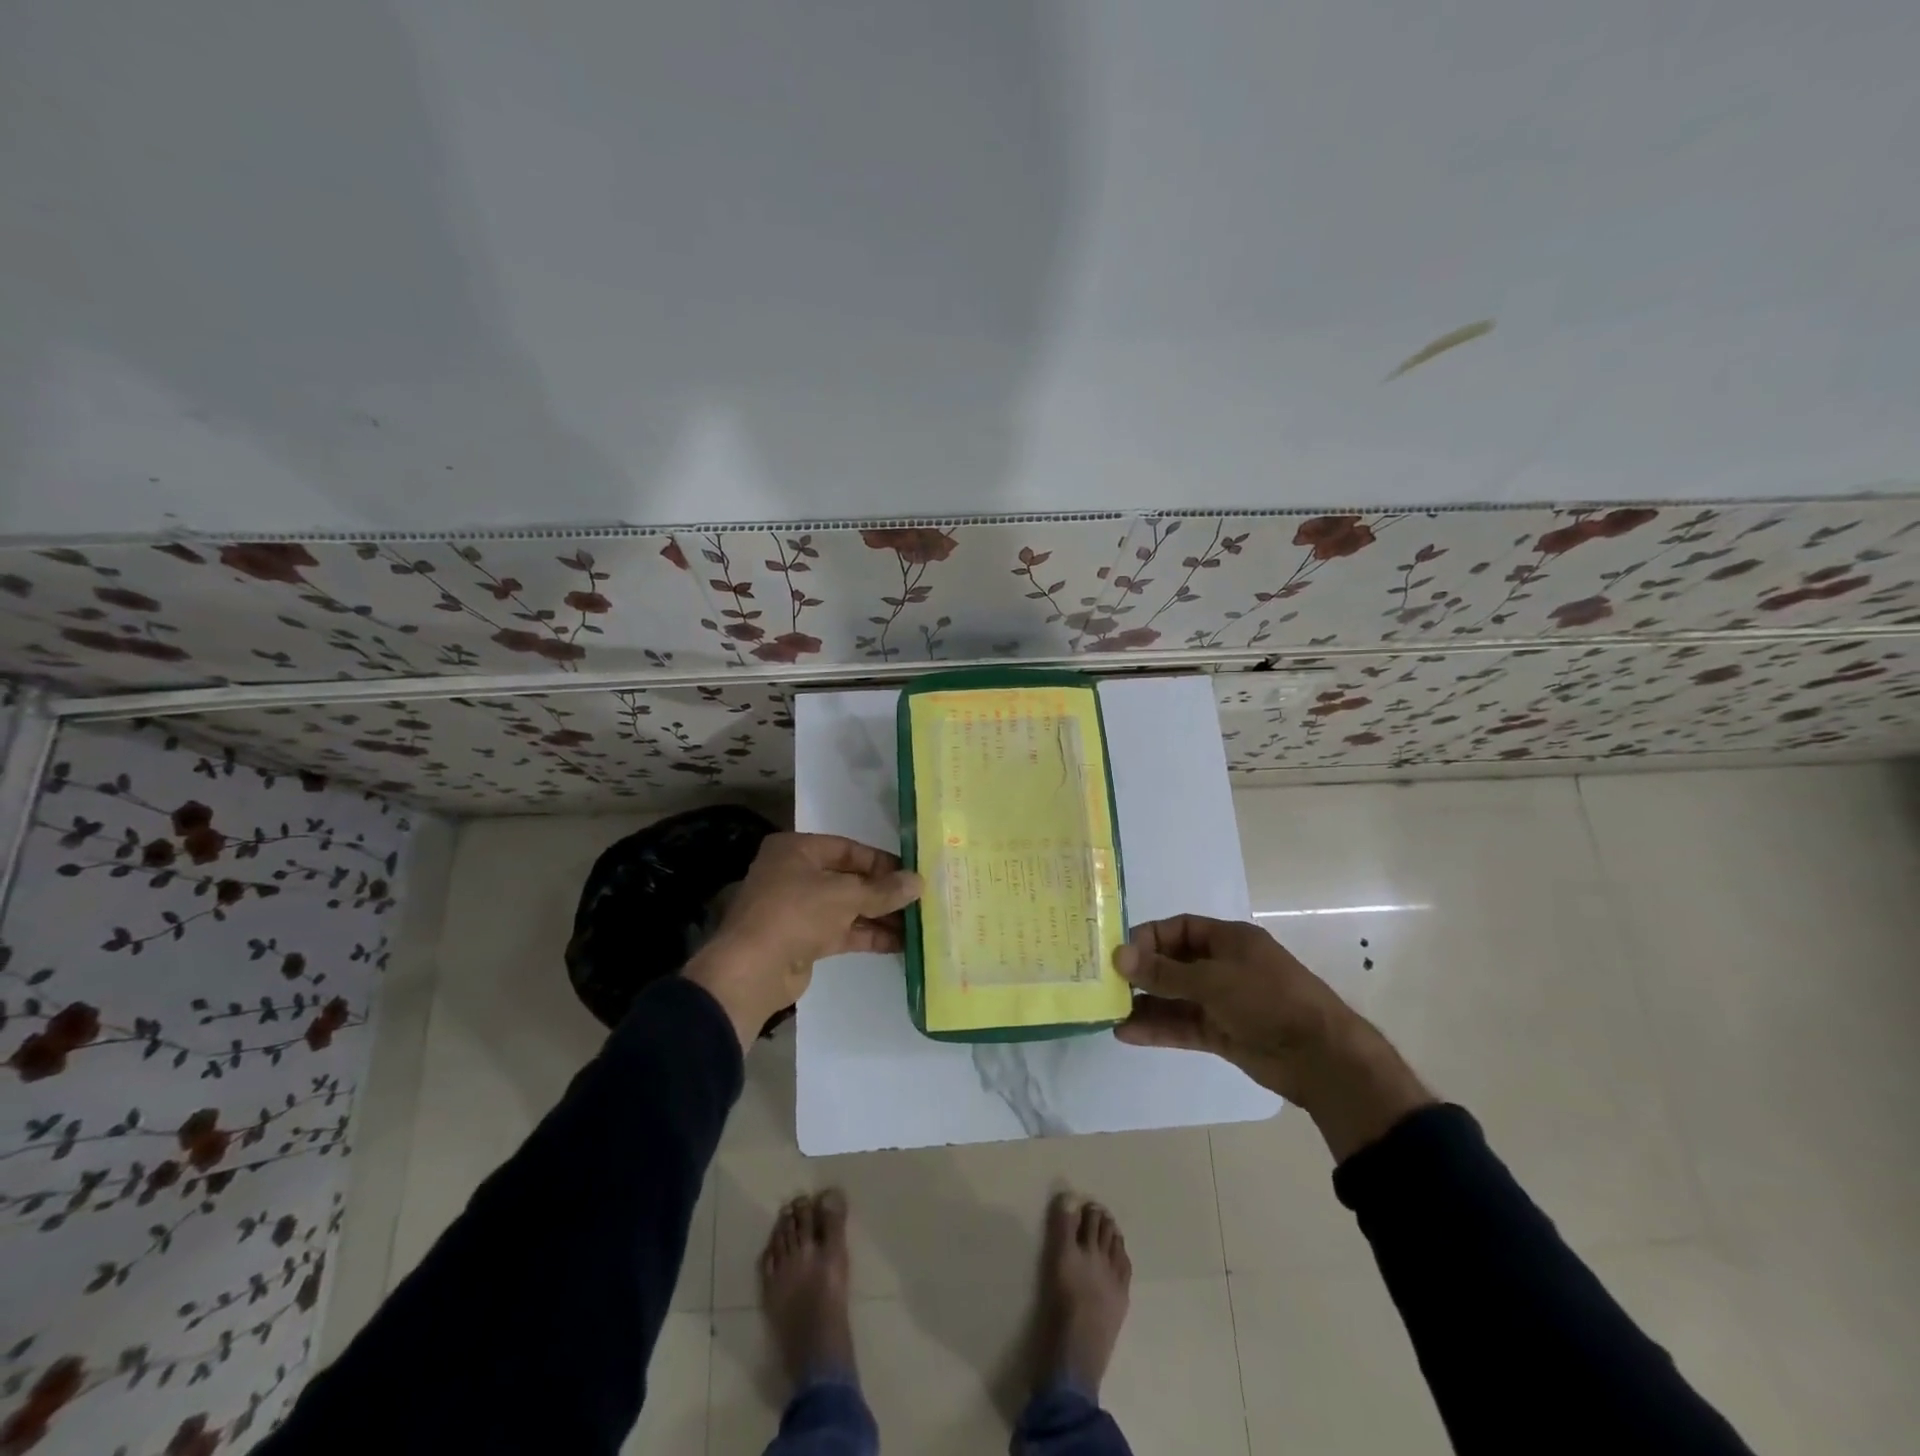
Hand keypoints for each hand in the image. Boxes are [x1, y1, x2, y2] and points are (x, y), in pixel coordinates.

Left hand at [686, 832, 920, 1049]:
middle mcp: (795, 874)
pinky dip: (868, 935)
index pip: (847, 849)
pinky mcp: (805, 940)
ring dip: (880, 916)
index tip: (911, 874)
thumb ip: (883, 890)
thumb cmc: (796, 913)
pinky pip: (843, 931)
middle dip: (883, 892)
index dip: (881, 862)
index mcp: (797, 850)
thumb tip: (919, 882)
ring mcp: (799, 909)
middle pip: (849, 879)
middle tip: (920, 901)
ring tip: (918, 924)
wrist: (752, 971)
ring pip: (848, 907)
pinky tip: (900, 943)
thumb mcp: (845, 895)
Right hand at [1114, 915, 1432, 1159]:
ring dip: (1144, 1003)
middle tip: (1105, 983)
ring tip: (1107, 1010)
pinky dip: (1158, 1028)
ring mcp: (1223, 1002)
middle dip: (1141, 972)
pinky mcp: (1222, 1034)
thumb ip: (1164, 972)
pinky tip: (1126, 1033)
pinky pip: (1182, 1025)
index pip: (1179, 929)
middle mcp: (1223, 966)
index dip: (1149, 938)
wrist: (1322, 1058)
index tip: (1119, 954)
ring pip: (1174, 997)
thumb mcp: (1213, 980)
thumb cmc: (1269, 1000)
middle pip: (1174, 963)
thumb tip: (1118, 956)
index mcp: (1229, 940)